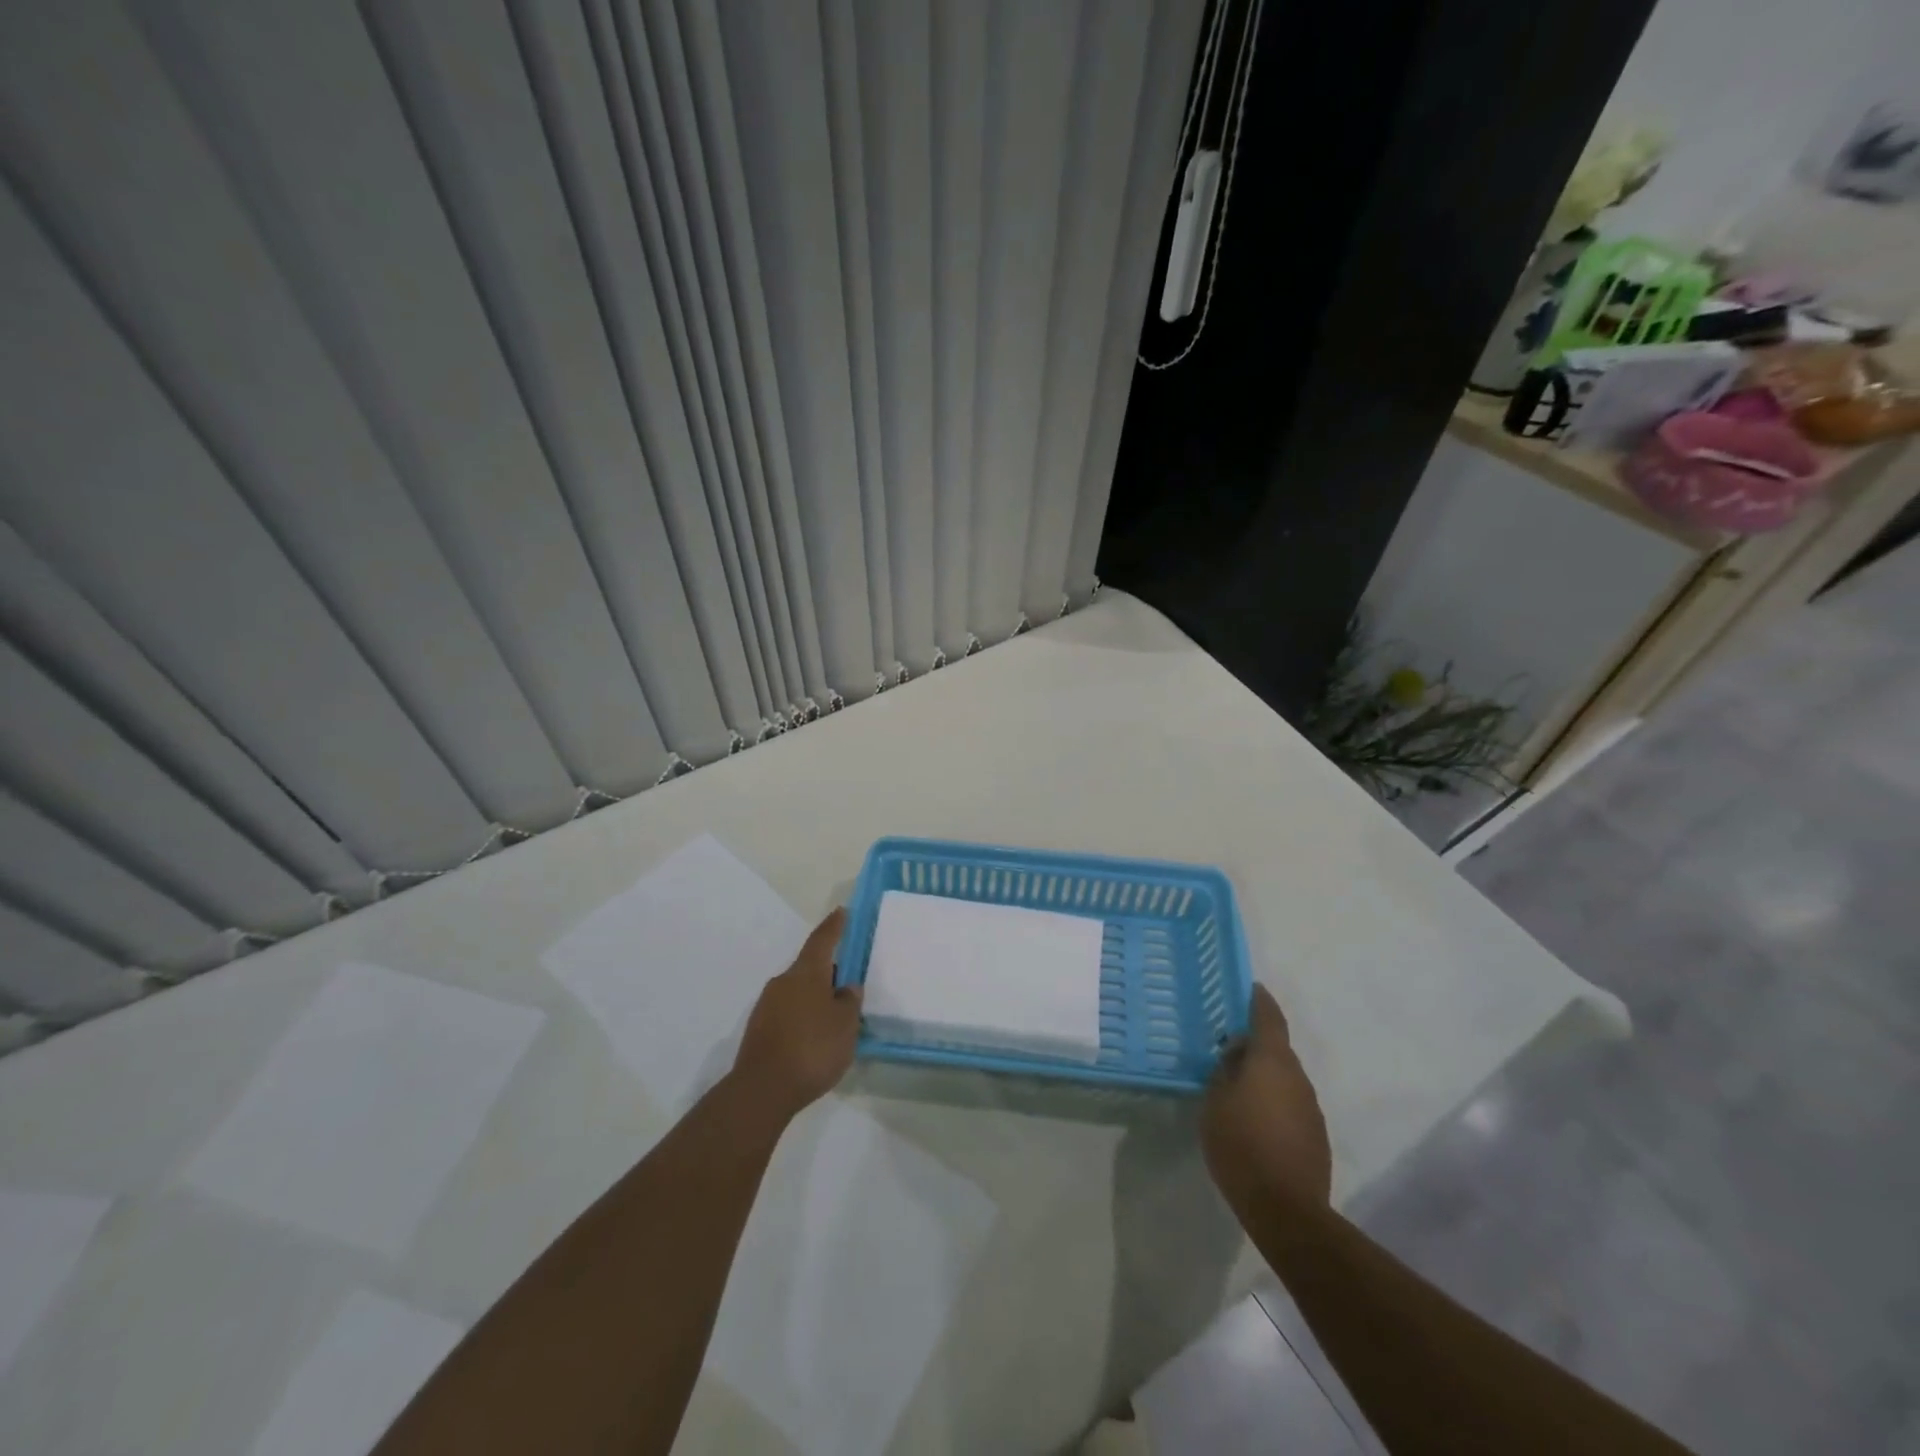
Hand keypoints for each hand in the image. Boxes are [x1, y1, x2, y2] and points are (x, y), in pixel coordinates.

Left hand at [731, 908, 861, 1120]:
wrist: (762, 1090)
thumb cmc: (812, 1048)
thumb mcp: (845, 1025)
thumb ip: (849, 1001)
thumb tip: (846, 987)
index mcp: (806, 973)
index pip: (822, 940)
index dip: (834, 926)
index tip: (842, 912)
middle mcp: (783, 982)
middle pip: (809, 968)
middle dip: (828, 972)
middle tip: (848, 982)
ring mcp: (767, 1006)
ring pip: (798, 992)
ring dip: (815, 997)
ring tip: (834, 1017)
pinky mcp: (759, 1030)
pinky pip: (788, 1013)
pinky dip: (803, 1017)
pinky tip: (814, 1038)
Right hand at [1202, 985, 1331, 1214]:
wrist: (1286, 1209)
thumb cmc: (1241, 1145)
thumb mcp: (1215, 1102)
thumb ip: (1224, 1071)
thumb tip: (1235, 1055)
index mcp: (1272, 1061)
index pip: (1268, 1018)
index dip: (1259, 1000)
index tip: (1251, 987)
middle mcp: (1297, 1077)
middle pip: (1277, 1049)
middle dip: (1256, 1044)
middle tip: (1229, 1046)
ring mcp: (1311, 1107)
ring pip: (1285, 1078)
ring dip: (1265, 1075)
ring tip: (1238, 1085)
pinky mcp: (1316, 1134)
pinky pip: (1291, 1104)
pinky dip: (1274, 1101)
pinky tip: (1255, 1119)